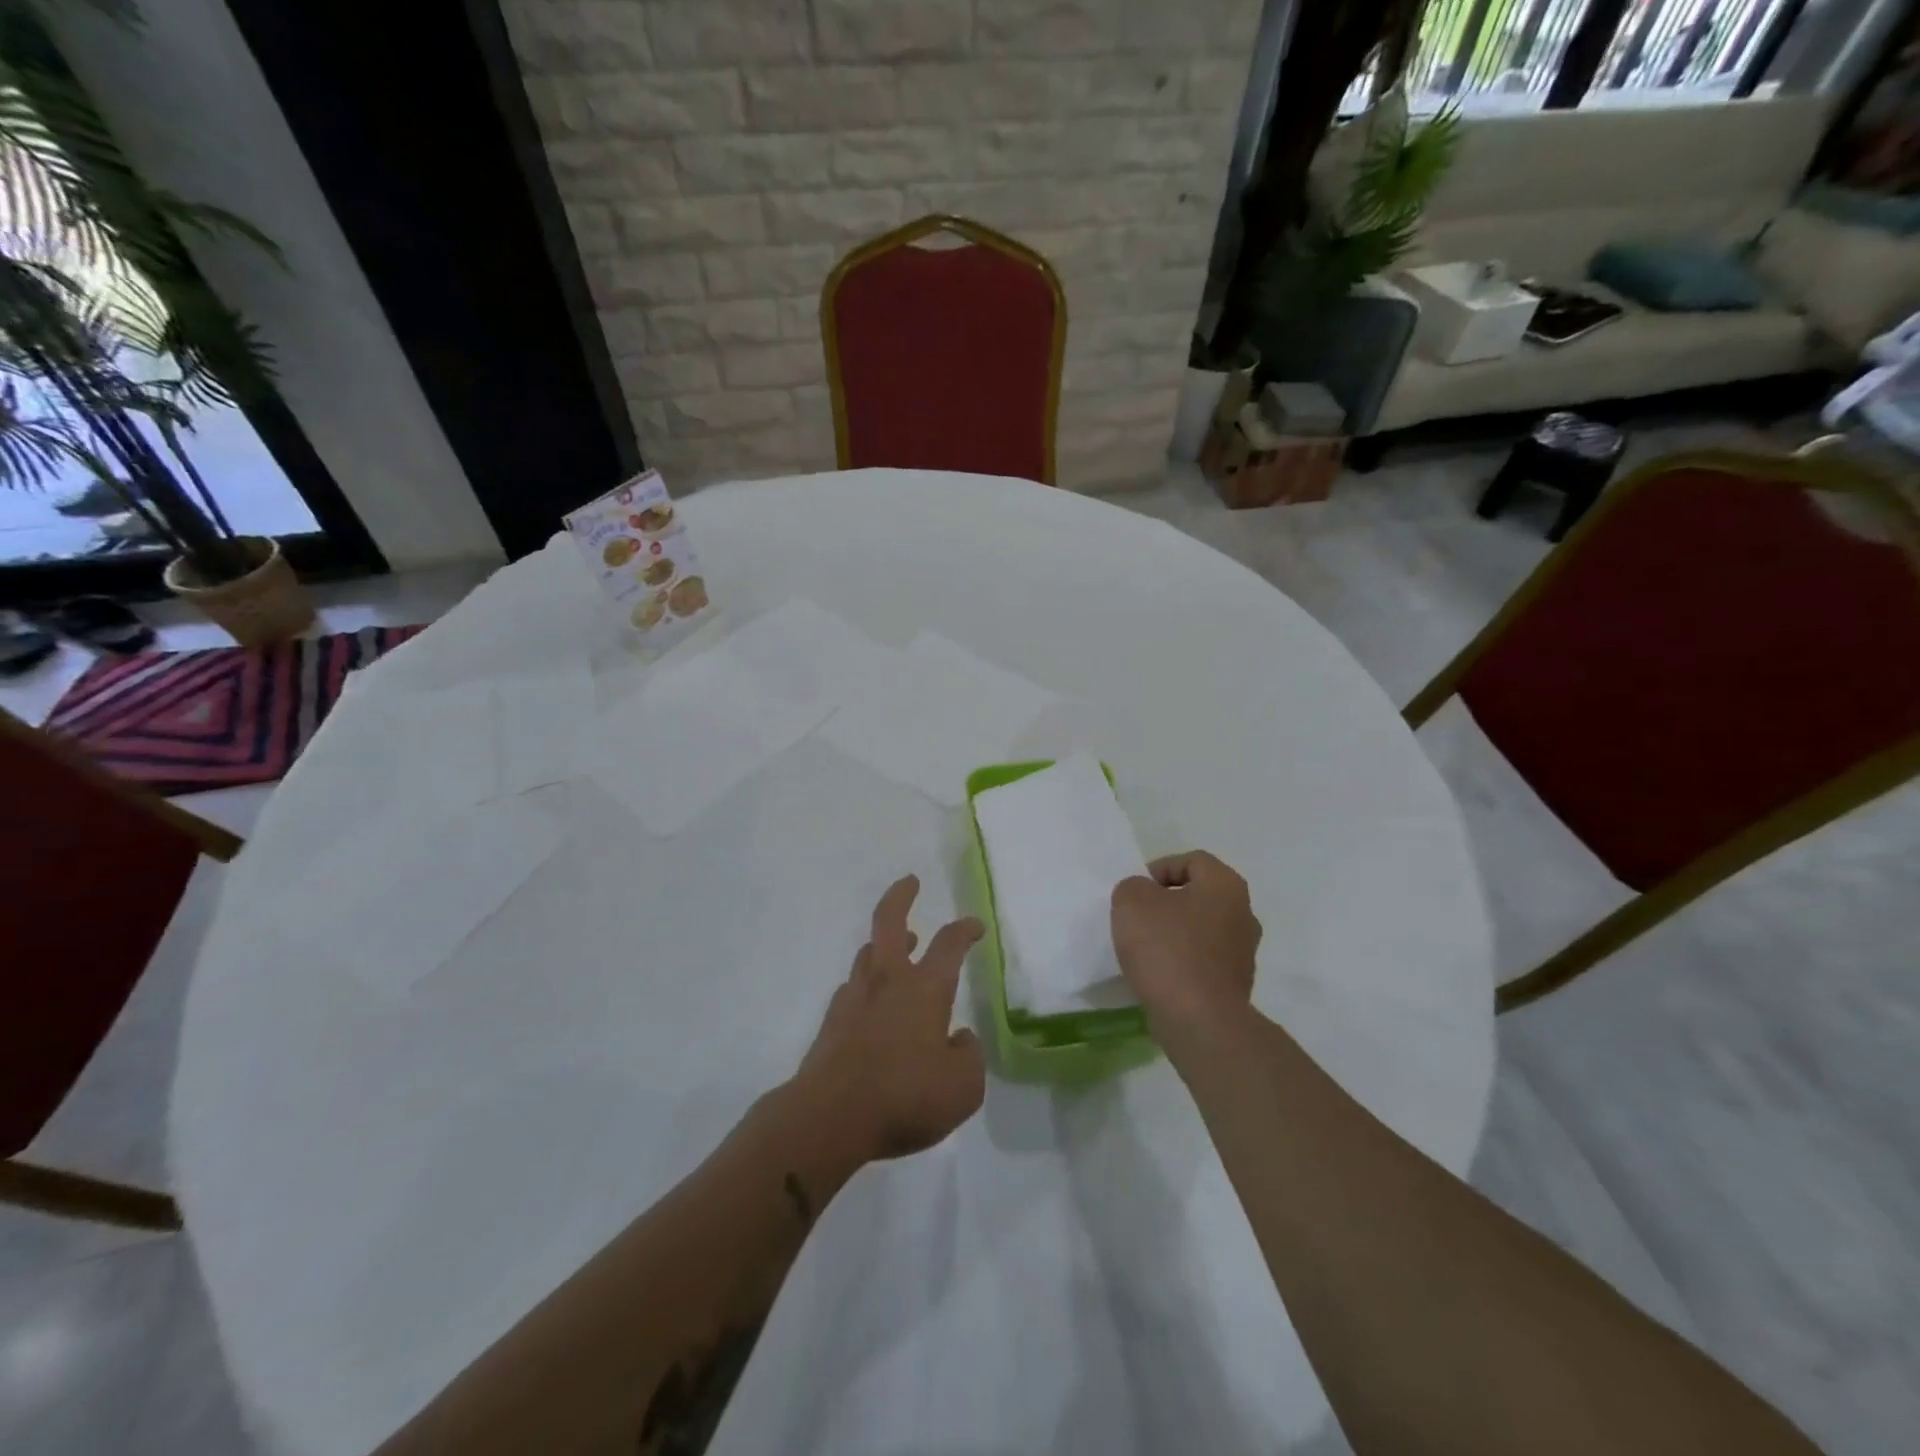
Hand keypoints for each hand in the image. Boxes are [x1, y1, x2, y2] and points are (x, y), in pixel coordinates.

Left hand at [791, 876, 985, 1165]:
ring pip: (868, 953)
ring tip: (901, 943)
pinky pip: (853, 989)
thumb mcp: (963, 1087)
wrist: (829, 1117)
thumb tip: (960, 1037)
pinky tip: (873, 1002)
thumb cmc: (905, 1096)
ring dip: (885, 942)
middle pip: (889, 921)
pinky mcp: (831, 1022)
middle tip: (910, 882)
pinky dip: (867, 985)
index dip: (965, 929)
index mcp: (925, 989)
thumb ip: (969, 1056)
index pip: (949, 944)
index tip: (975, 926)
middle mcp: (888, 981)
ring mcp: (854, 998)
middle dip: (901, 896)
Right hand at [1111, 851, 1260, 1049]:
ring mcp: (1243, 952)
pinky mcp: (1235, 985)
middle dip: (1167, 903)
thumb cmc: (1167, 949)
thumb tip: (1144, 896)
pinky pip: (1203, 962)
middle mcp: (1243, 914)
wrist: (1199, 1020)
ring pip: (1201, 930)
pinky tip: (1159, 975)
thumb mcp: (1132, 901)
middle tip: (1138, 918)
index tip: (1136, 892)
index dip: (1160, 869)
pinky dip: (1181, 963)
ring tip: (1144, 950)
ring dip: (1174, 934)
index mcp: (1225, 885)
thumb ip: (1133, 887)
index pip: (1192, 860)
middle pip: (1199, 896)